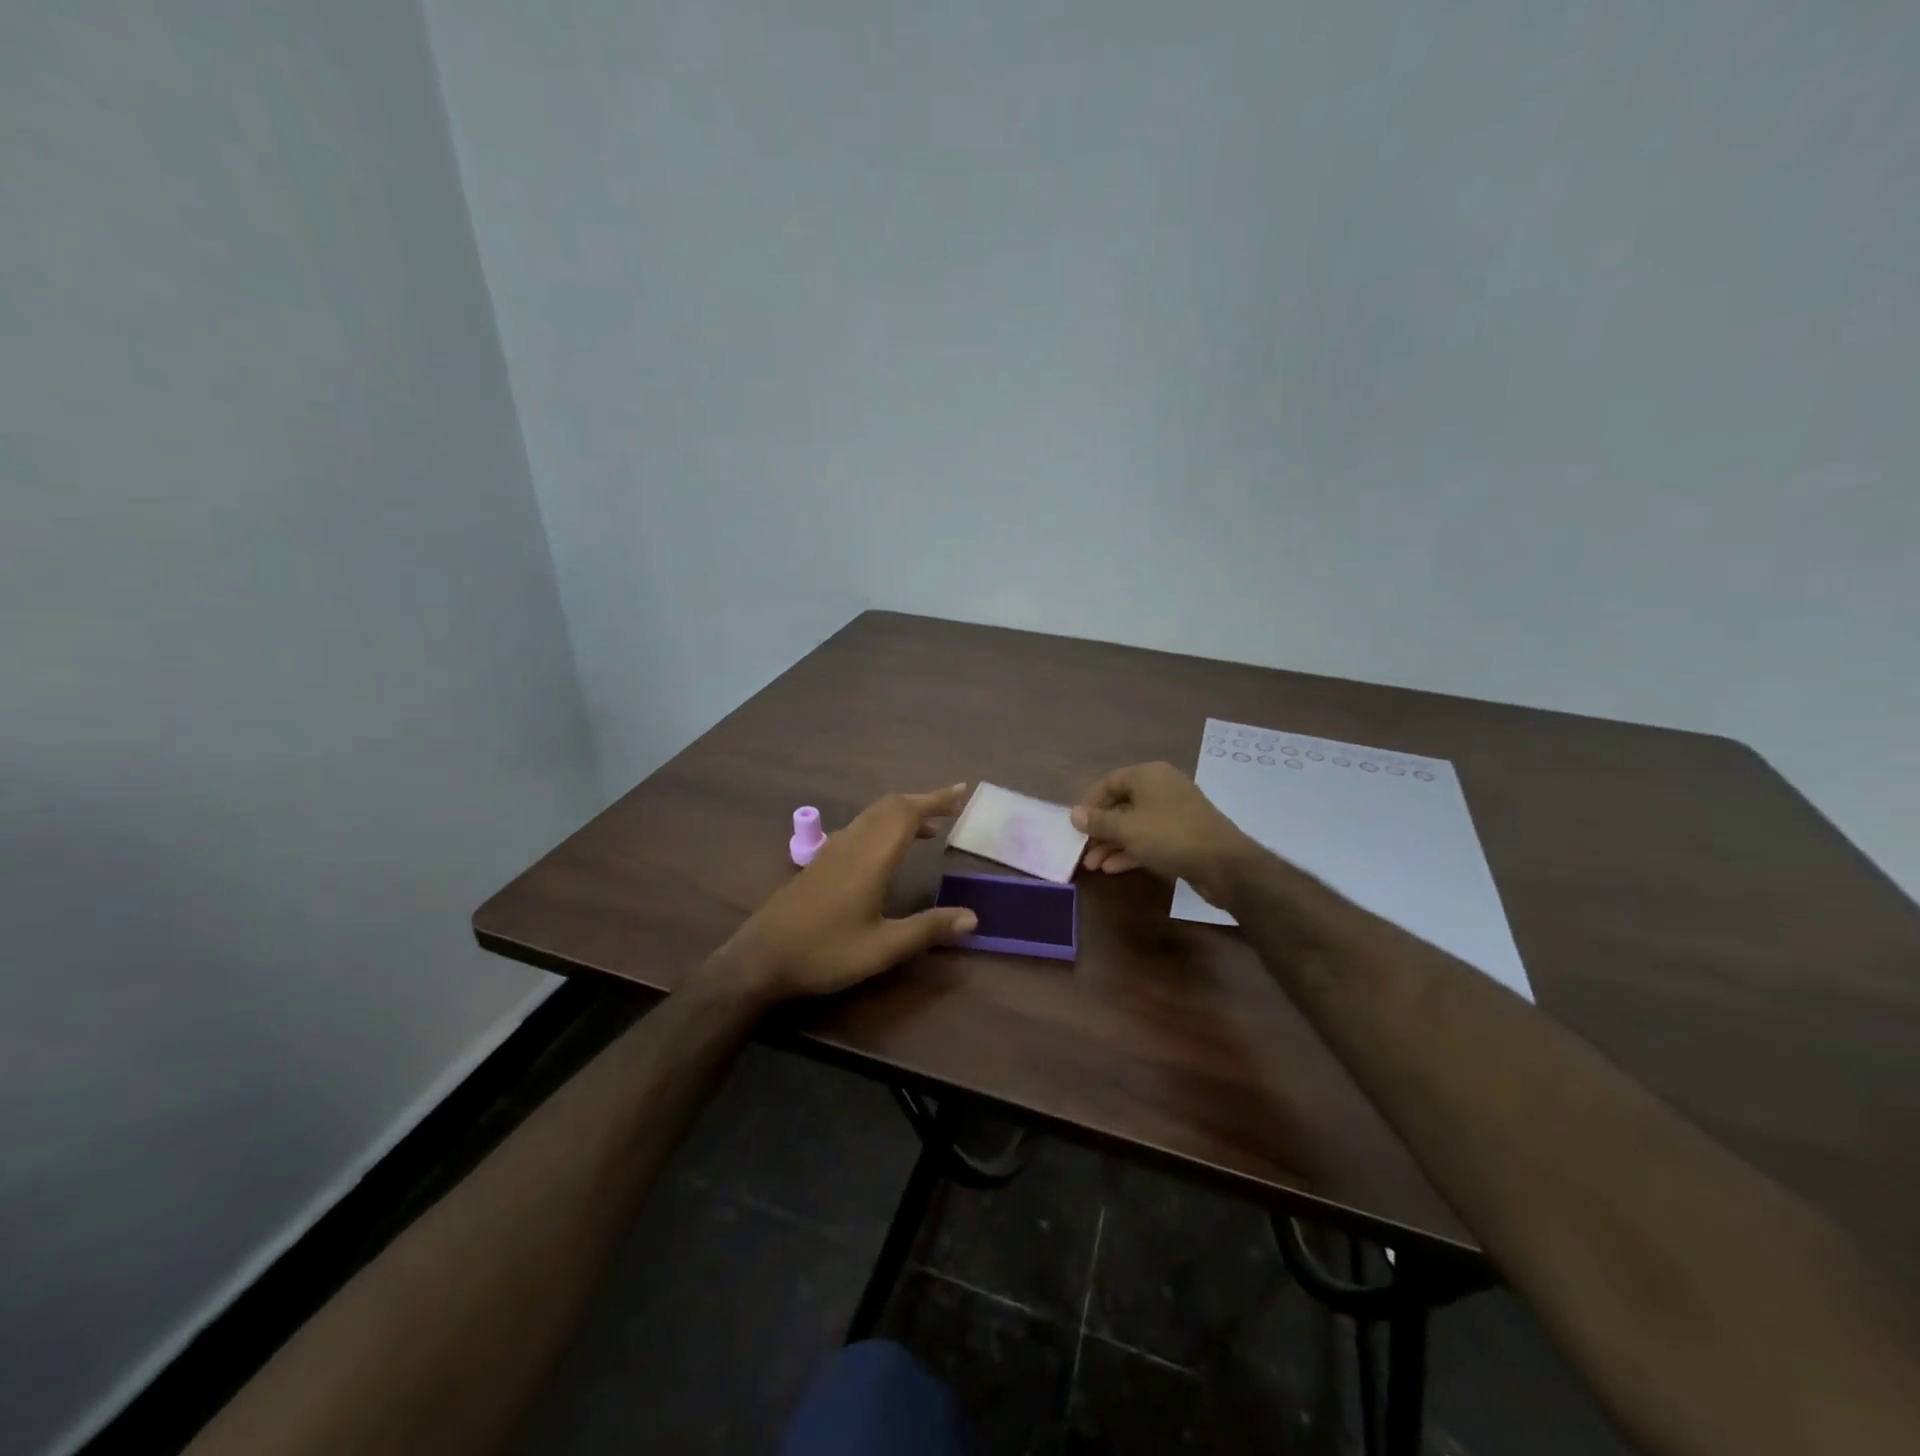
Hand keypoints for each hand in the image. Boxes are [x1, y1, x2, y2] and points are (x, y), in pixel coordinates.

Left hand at [718, 784, 978, 1001]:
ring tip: (930, 827)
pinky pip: (860, 826)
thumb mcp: (882, 948)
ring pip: (873, 814)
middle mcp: (852, 843)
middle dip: (923, 801)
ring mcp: (833, 849)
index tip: (961, 791)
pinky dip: (884, 824)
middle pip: (890, 806)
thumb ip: (927, 929)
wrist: (760, 958)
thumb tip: (973, 917)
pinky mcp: (821, 861)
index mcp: (871, 858)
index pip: (907, 813)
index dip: (936, 799)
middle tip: (952, 806)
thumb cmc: (824, 953)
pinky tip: (888, 848)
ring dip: (903, 812)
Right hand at [1071, 762, 1257, 906]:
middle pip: (1121, 805)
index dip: (1089, 803)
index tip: (1075, 825)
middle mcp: (1162, 787)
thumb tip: (1074, 814)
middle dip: (1100, 830)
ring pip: (1135, 825)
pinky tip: (1113, 868)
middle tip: (1084, 850)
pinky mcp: (1183, 835)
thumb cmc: (1169, 836)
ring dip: (1113, 844)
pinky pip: (1149, 838)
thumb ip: (1098, 822)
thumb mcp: (1127, 829)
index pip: (1109, 782)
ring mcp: (1174, 812)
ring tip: (1094, 865)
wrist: (1224, 863)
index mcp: (1148, 775)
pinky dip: (1131, 850)